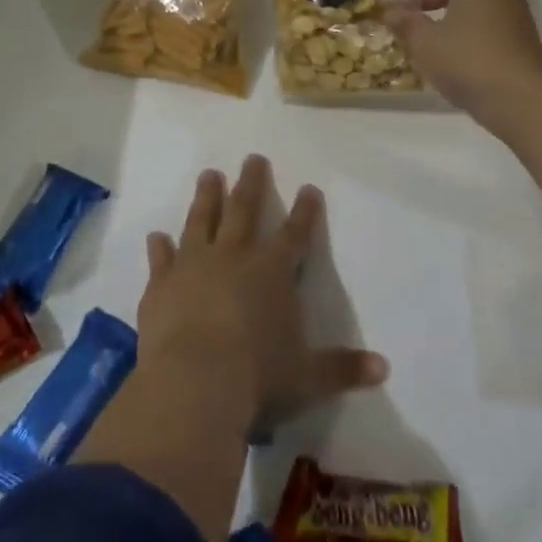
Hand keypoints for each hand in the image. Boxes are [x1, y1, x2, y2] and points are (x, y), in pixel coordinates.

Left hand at [136, 155, 387, 437]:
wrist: (194, 383)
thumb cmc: (258, 376)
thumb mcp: (308, 376)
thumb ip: (343, 368)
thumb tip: (384, 368)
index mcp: (273, 270)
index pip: (296, 232)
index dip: (305, 210)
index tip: (309, 188)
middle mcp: (234, 256)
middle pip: (245, 209)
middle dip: (252, 183)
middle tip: (253, 158)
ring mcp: (194, 265)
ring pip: (202, 220)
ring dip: (207, 197)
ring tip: (209, 174)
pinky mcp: (161, 284)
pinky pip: (161, 259)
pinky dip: (160, 247)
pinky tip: (157, 236)